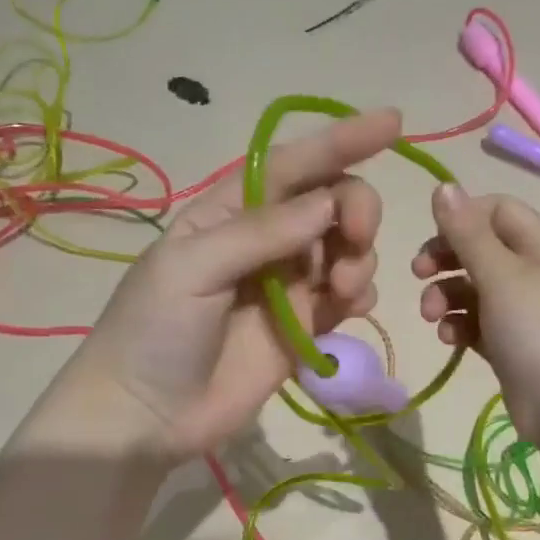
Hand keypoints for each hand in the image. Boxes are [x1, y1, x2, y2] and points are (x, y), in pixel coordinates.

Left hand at [51, 110, 400, 459]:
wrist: (146, 416)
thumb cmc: (154, 332)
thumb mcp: (191, 268)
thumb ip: (260, 232)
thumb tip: (328, 202)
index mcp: (228, 212)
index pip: (292, 165)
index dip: (340, 141)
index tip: (393, 123)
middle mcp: (264, 241)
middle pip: (330, 204)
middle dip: (356, 210)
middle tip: (356, 239)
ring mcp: (286, 286)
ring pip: (346, 250)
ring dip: (359, 258)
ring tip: (342, 291)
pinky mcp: (303, 328)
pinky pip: (347, 298)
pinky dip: (360, 295)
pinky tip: (351, 308)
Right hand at [412, 183, 539, 447]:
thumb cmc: (539, 328)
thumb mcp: (500, 274)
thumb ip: (467, 232)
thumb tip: (443, 185)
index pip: (495, 210)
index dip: (460, 219)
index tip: (430, 239)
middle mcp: (534, 270)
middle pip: (479, 249)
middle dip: (445, 260)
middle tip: (418, 275)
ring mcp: (523, 309)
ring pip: (473, 288)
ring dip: (446, 297)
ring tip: (432, 318)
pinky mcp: (511, 343)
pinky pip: (477, 322)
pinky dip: (460, 325)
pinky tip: (450, 339)